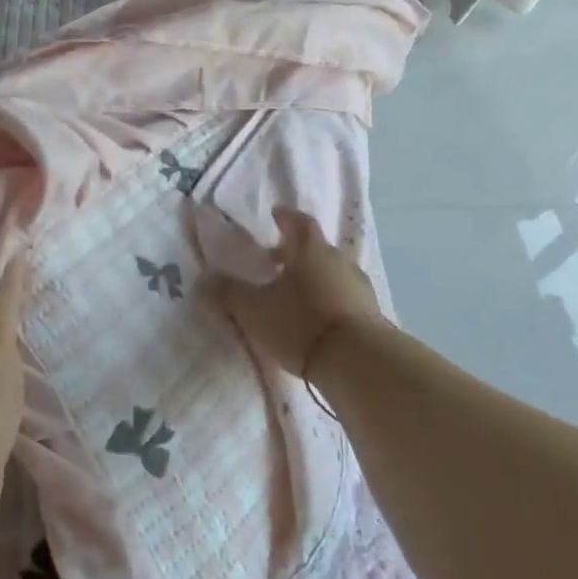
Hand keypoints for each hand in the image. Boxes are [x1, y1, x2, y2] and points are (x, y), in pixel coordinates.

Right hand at [214, 209, 389, 379]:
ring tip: (294, 296)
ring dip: (314, 279)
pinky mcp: (372, 317)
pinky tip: (316, 320)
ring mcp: (360, 289)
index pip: (300, 222)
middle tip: (275, 262)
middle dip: (296, 253)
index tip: (276, 216)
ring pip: (332, 274)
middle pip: (317, 249)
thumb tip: (205, 278)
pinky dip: (329, 302)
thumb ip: (229, 292)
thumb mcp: (254, 309)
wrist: (359, 363)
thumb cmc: (301, 322)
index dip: (286, 218)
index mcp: (311, 250)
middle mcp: (339, 262)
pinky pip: (345, 300)